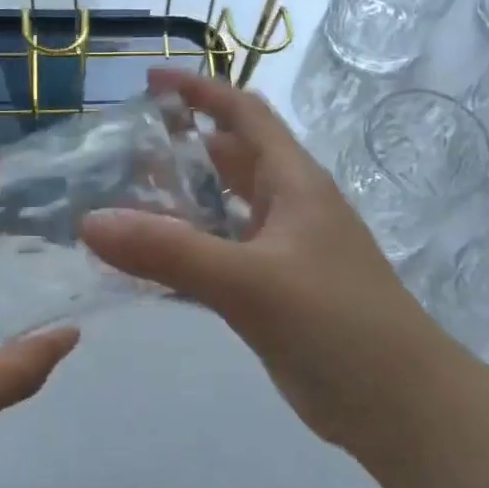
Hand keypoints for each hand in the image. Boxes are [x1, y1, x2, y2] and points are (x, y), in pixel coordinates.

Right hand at [82, 69, 442, 453]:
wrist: (400, 406)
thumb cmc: (336, 324)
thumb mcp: (249, 281)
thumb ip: (168, 251)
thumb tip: (88, 222)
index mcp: (294, 183)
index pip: (244, 115)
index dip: (200, 90)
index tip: (149, 81)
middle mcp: (288, 209)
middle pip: (229, 160)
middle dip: (179, 149)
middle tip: (118, 153)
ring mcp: (282, 254)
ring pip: (222, 213)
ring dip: (178, 204)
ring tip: (120, 203)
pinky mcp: (272, 295)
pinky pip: (219, 259)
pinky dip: (185, 254)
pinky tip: (147, 266)